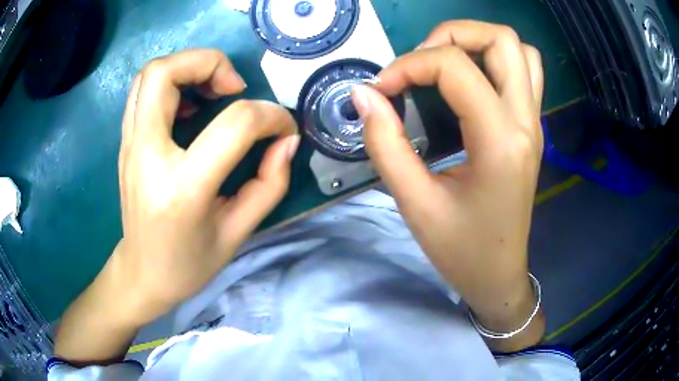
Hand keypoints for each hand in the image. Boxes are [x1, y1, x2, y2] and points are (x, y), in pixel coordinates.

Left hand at [55, 49, 298, 362]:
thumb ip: (270, 183)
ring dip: (187, 66)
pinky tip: (189, 104)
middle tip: (234, 87)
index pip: (234, 124)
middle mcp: (146, 156)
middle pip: (165, 73)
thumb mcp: (238, 232)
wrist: (142, 273)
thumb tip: (286, 140)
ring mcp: (130, 146)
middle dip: (209, 62)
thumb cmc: (189, 264)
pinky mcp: (126, 143)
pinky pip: (142, 91)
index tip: (282, 127)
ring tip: (213, 90)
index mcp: (182, 188)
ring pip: (149, 74)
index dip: (270, 115)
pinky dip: (170, 81)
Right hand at [351, 21, 544, 350]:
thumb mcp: (414, 203)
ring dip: (478, 42)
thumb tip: (362, 94)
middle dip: (452, 34)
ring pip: (520, 50)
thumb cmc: (461, 251)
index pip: (455, 66)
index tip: (381, 89)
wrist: (499, 275)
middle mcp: (525, 121)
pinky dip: (495, 60)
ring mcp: (534, 122)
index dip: (408, 65)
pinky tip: (469, 80)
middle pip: (502, 39)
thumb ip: (384, 143)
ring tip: (443, 63)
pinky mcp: (531, 128)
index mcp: (499, 141)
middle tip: (418, 61)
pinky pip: (525, 72)